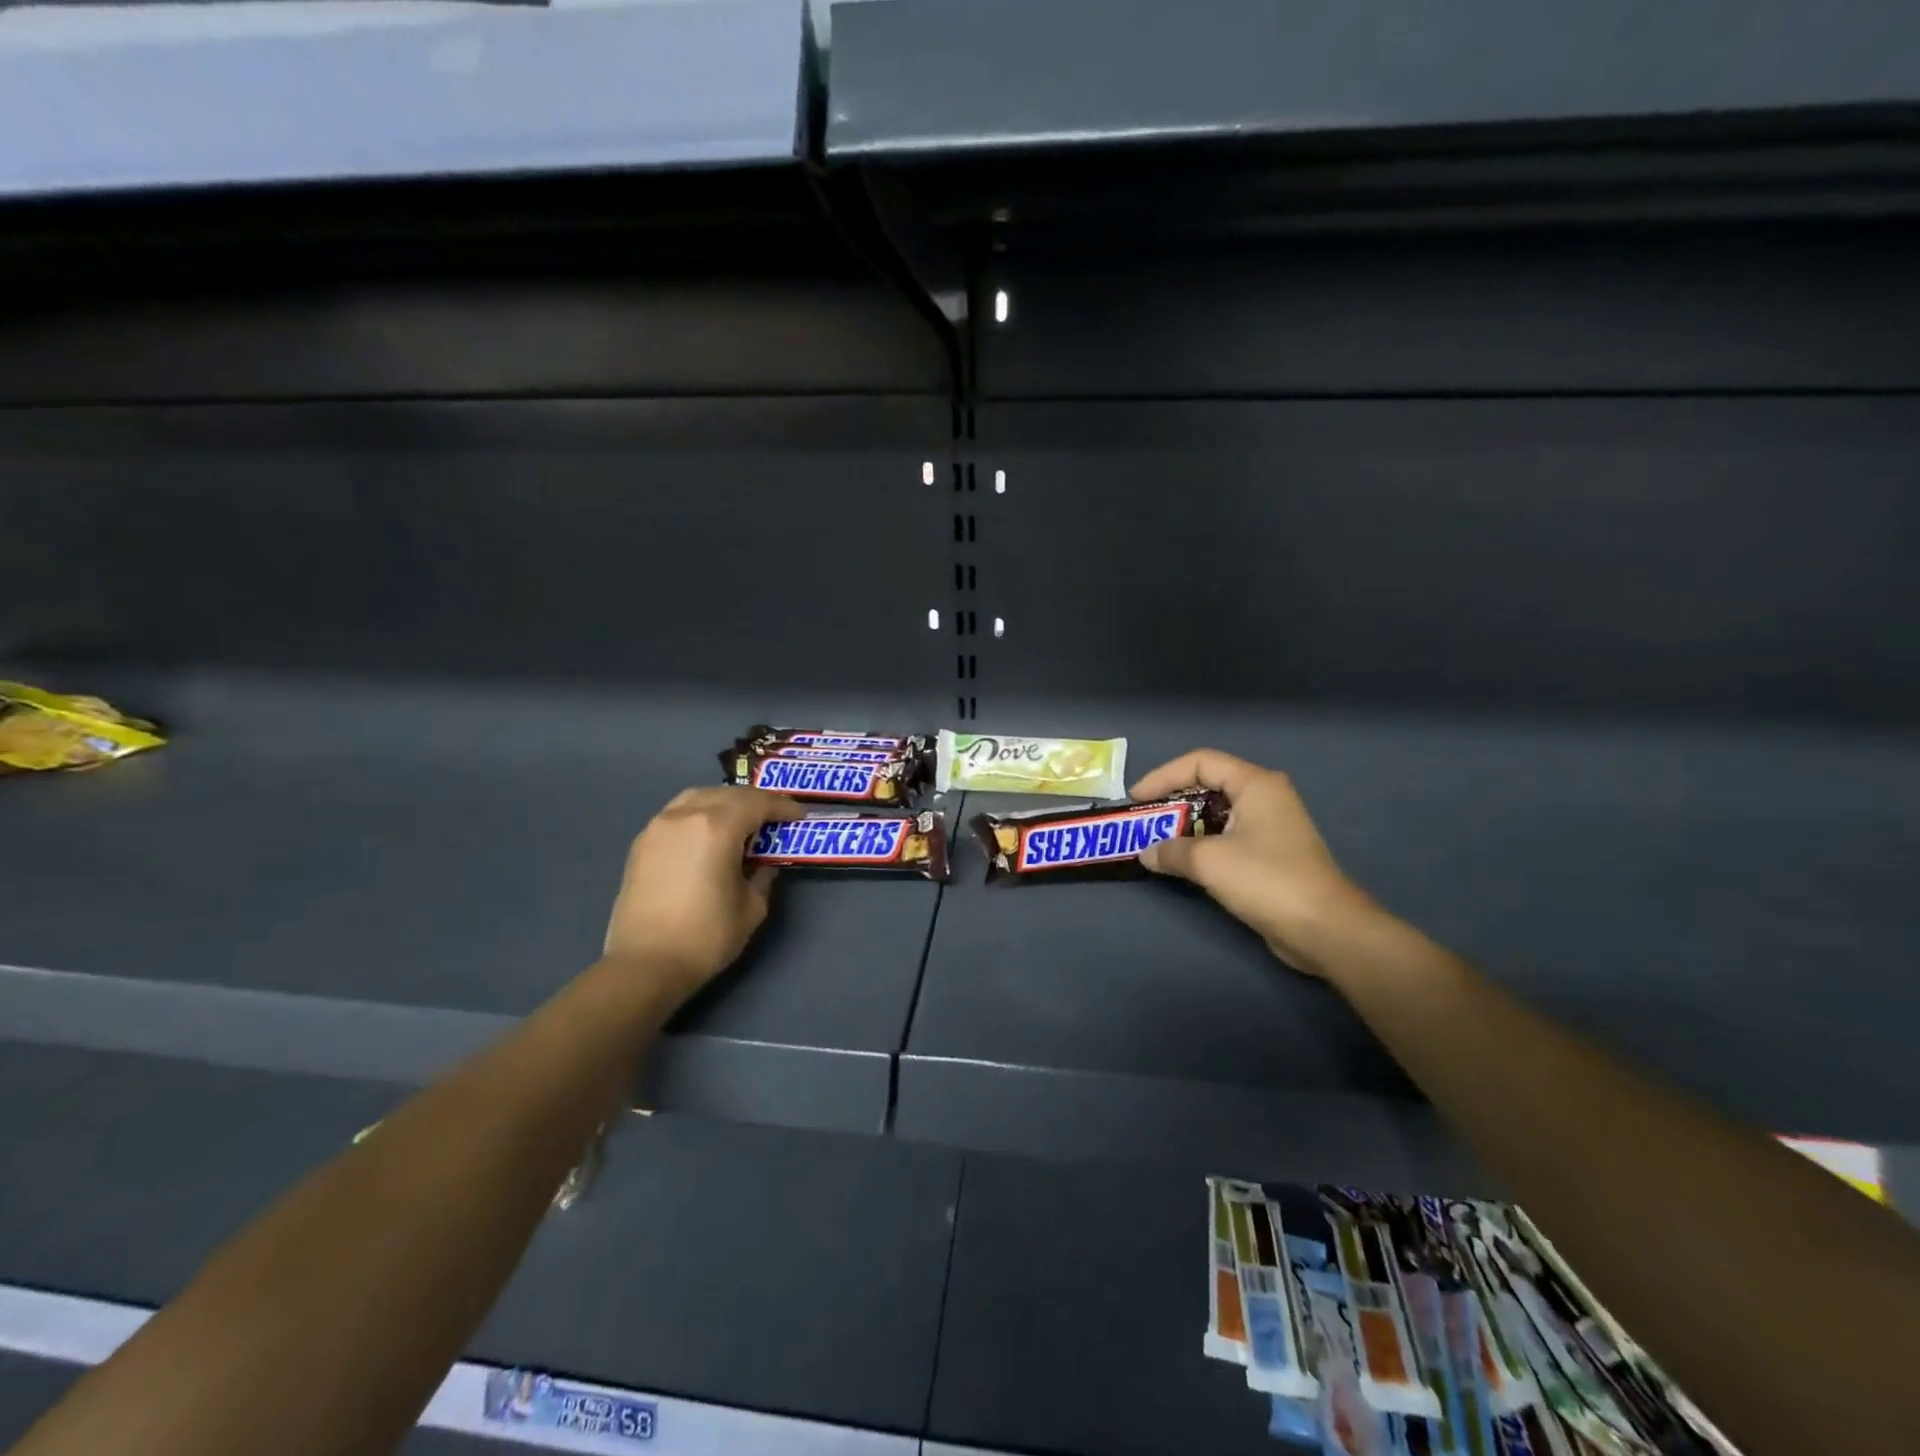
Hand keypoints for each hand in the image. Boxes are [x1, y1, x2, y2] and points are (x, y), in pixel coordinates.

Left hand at [603, 787, 804, 1001]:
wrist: (644, 965)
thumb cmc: (706, 936)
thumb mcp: (751, 907)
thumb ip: (763, 876)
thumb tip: (764, 864)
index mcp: (717, 827)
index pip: (757, 803)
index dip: (782, 807)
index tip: (798, 816)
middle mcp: (685, 816)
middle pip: (728, 794)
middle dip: (755, 802)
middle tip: (774, 818)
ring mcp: (659, 826)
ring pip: (698, 797)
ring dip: (725, 802)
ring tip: (741, 821)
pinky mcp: (642, 843)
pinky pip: (677, 813)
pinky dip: (699, 814)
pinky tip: (708, 834)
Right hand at [1131, 749, 1378, 976]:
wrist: (1325, 929)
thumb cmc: (1267, 881)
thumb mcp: (1209, 861)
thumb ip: (1171, 851)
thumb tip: (1147, 853)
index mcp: (1256, 784)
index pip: (1200, 762)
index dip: (1163, 775)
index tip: (1137, 799)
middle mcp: (1265, 796)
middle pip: (1208, 784)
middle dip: (1172, 800)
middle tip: (1144, 820)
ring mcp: (1271, 825)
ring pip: (1217, 813)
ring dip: (1185, 825)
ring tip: (1157, 842)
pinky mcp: (1271, 853)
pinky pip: (1227, 836)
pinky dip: (1202, 843)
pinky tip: (1184, 862)